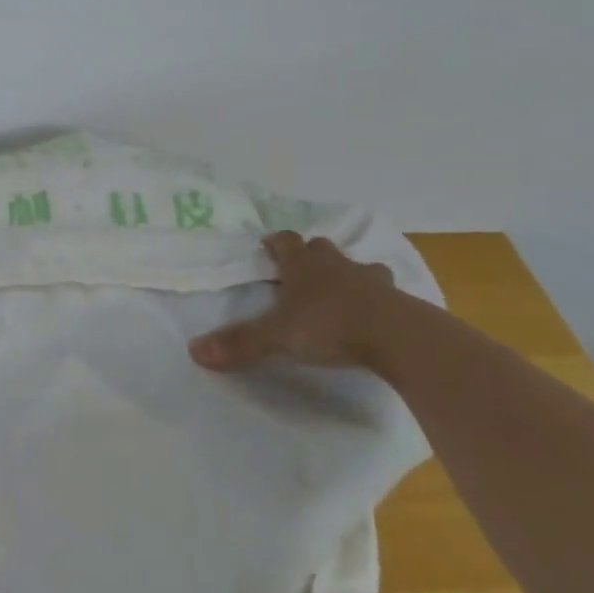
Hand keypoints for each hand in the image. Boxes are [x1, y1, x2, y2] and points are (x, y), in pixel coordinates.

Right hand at [189, 232, 400, 371]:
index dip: (276, 243)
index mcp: (304, 266)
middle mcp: (336, 265)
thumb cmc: (331, 326)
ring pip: (357, 266)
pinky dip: (376, 297)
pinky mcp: (399, 301)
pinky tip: (373, 313)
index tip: (268, 245)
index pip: (286, 242)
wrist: (400, 337)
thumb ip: (239, 343)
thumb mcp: (277, 336)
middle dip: (311, 254)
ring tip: (341, 289)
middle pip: (321, 248)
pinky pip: (385, 292)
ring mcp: (371, 281)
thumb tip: (193, 350)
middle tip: (301, 268)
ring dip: (347, 273)